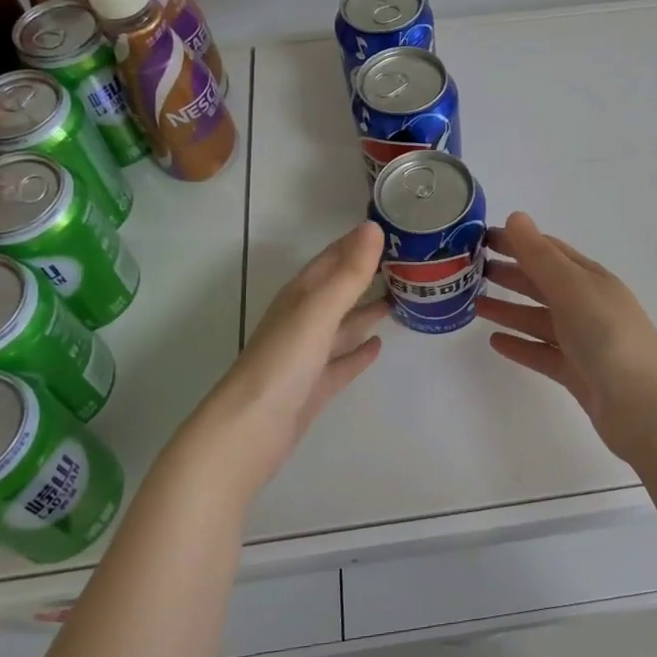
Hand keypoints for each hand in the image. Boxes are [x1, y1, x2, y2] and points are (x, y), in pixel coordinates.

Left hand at [188, 222, 388, 499]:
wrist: (249, 430)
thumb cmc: (283, 361)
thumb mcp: (319, 311)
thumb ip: (349, 273)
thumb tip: (373, 227)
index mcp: (301, 296)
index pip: (333, 258)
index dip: (358, 243)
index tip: (392, 230)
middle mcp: (303, 319)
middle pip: (338, 290)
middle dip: (366, 275)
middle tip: (407, 263)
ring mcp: (307, 354)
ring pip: (342, 324)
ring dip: (365, 311)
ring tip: (399, 299)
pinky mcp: (314, 385)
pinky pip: (342, 361)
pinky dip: (359, 351)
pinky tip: (379, 345)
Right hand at [475, 212, 656, 458]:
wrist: (645, 406)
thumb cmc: (608, 336)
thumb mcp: (572, 288)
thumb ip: (540, 256)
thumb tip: (515, 216)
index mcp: (590, 279)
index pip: (548, 251)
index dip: (517, 241)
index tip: (479, 238)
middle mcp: (587, 306)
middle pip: (542, 284)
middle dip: (510, 273)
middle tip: (469, 270)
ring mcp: (583, 342)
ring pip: (539, 319)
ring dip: (509, 309)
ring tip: (475, 304)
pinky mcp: (577, 374)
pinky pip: (542, 353)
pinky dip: (520, 345)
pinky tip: (494, 342)